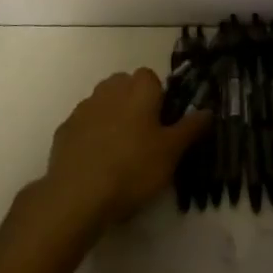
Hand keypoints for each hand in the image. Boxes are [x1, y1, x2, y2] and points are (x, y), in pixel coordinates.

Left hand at [36, 69, 210, 233]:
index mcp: (138, 89)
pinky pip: (84, 124)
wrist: (78, 194)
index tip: (162, 123)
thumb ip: (190, 128)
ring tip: (119, 151)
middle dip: (134, 103)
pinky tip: (96, 161)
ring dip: (112, 117)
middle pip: (125, 86)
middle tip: (144, 137)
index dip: (158, 97)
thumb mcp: (171, 152)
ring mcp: (84, 107)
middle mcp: (110, 89)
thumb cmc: (133, 168)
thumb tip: (208, 110)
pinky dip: (91, 135)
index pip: (151, 78)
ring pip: (103, 103)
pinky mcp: (65, 128)